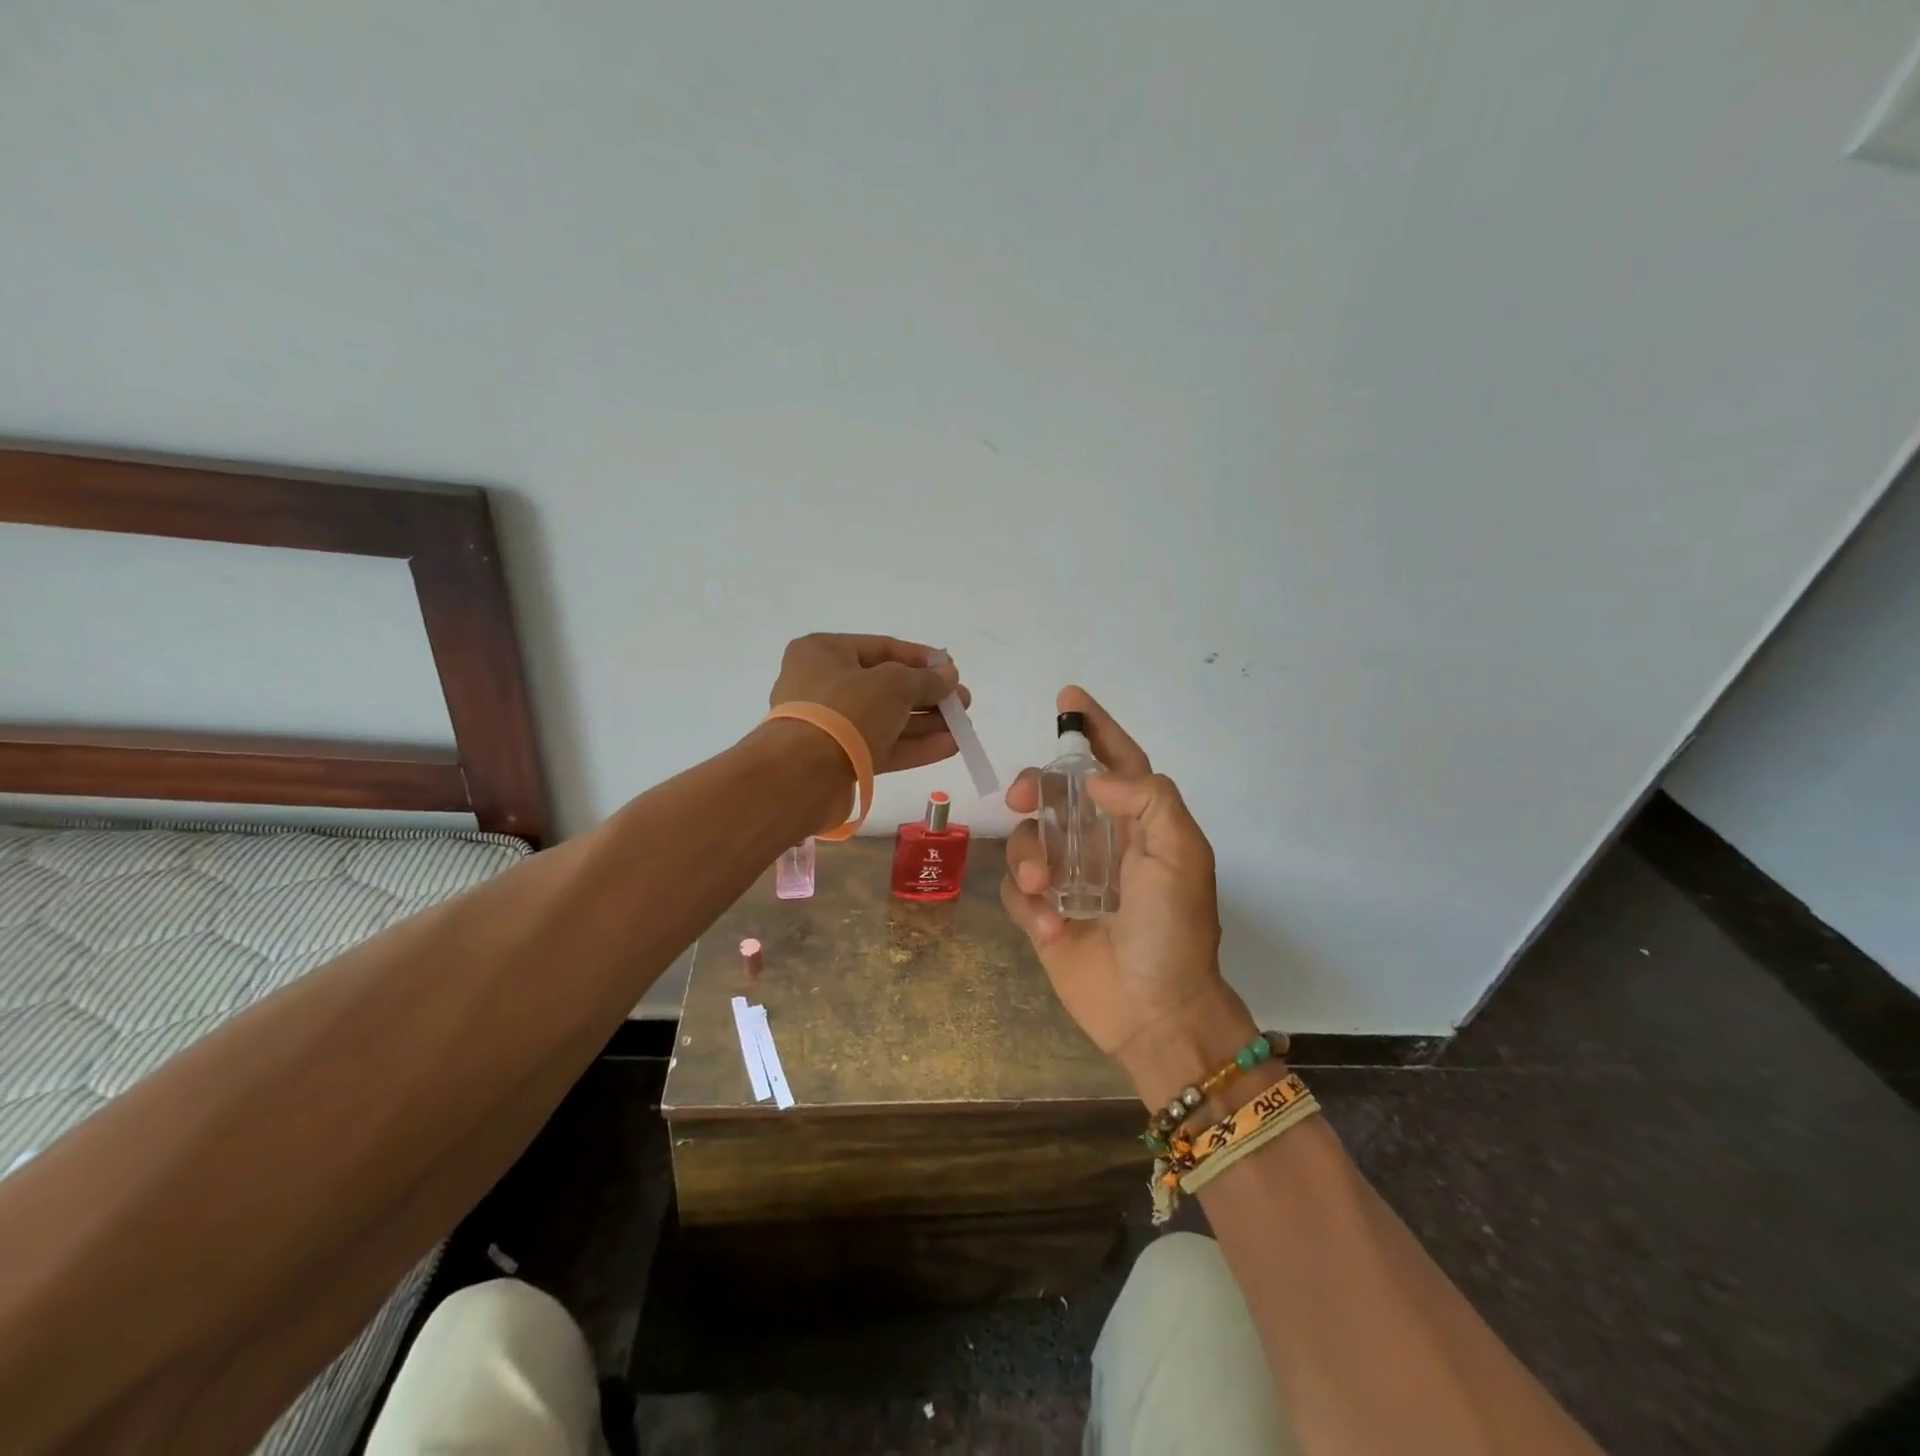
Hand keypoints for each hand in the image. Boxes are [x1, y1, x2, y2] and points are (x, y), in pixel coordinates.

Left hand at [768, 634, 968, 773]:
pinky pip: (880, 746)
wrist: (802, 774)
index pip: (882, 648)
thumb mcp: (893, 685)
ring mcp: (828, 725)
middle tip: (962, 704)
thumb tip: (949, 676)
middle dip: (928, 696)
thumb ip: (926, 679)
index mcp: (824, 652)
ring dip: (925, 723)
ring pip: (885, 720)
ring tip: (963, 727)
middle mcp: (822, 684)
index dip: (921, 658)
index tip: (952, 670)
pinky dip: (913, 746)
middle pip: (885, 687)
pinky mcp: (837, 759)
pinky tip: (949, 747)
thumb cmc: (846, 711)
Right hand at [1002, 687, 1257, 1105]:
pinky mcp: (1043, 913)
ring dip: (1030, 857)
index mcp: (1139, 823)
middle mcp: (1100, 842)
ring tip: (1044, 890)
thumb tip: (1095, 781)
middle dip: (1036, 786)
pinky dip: (1029, 902)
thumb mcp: (1181, 857)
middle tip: (1022, 798)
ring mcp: (1068, 877)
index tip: (1067, 699)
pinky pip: (1016, 889)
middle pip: (1055, 792)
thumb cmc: (1175, 930)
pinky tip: (1054, 927)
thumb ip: (1149, 800)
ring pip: (1028, 838)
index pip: (1116, 761)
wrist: (1155, 1012)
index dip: (1094, 728)